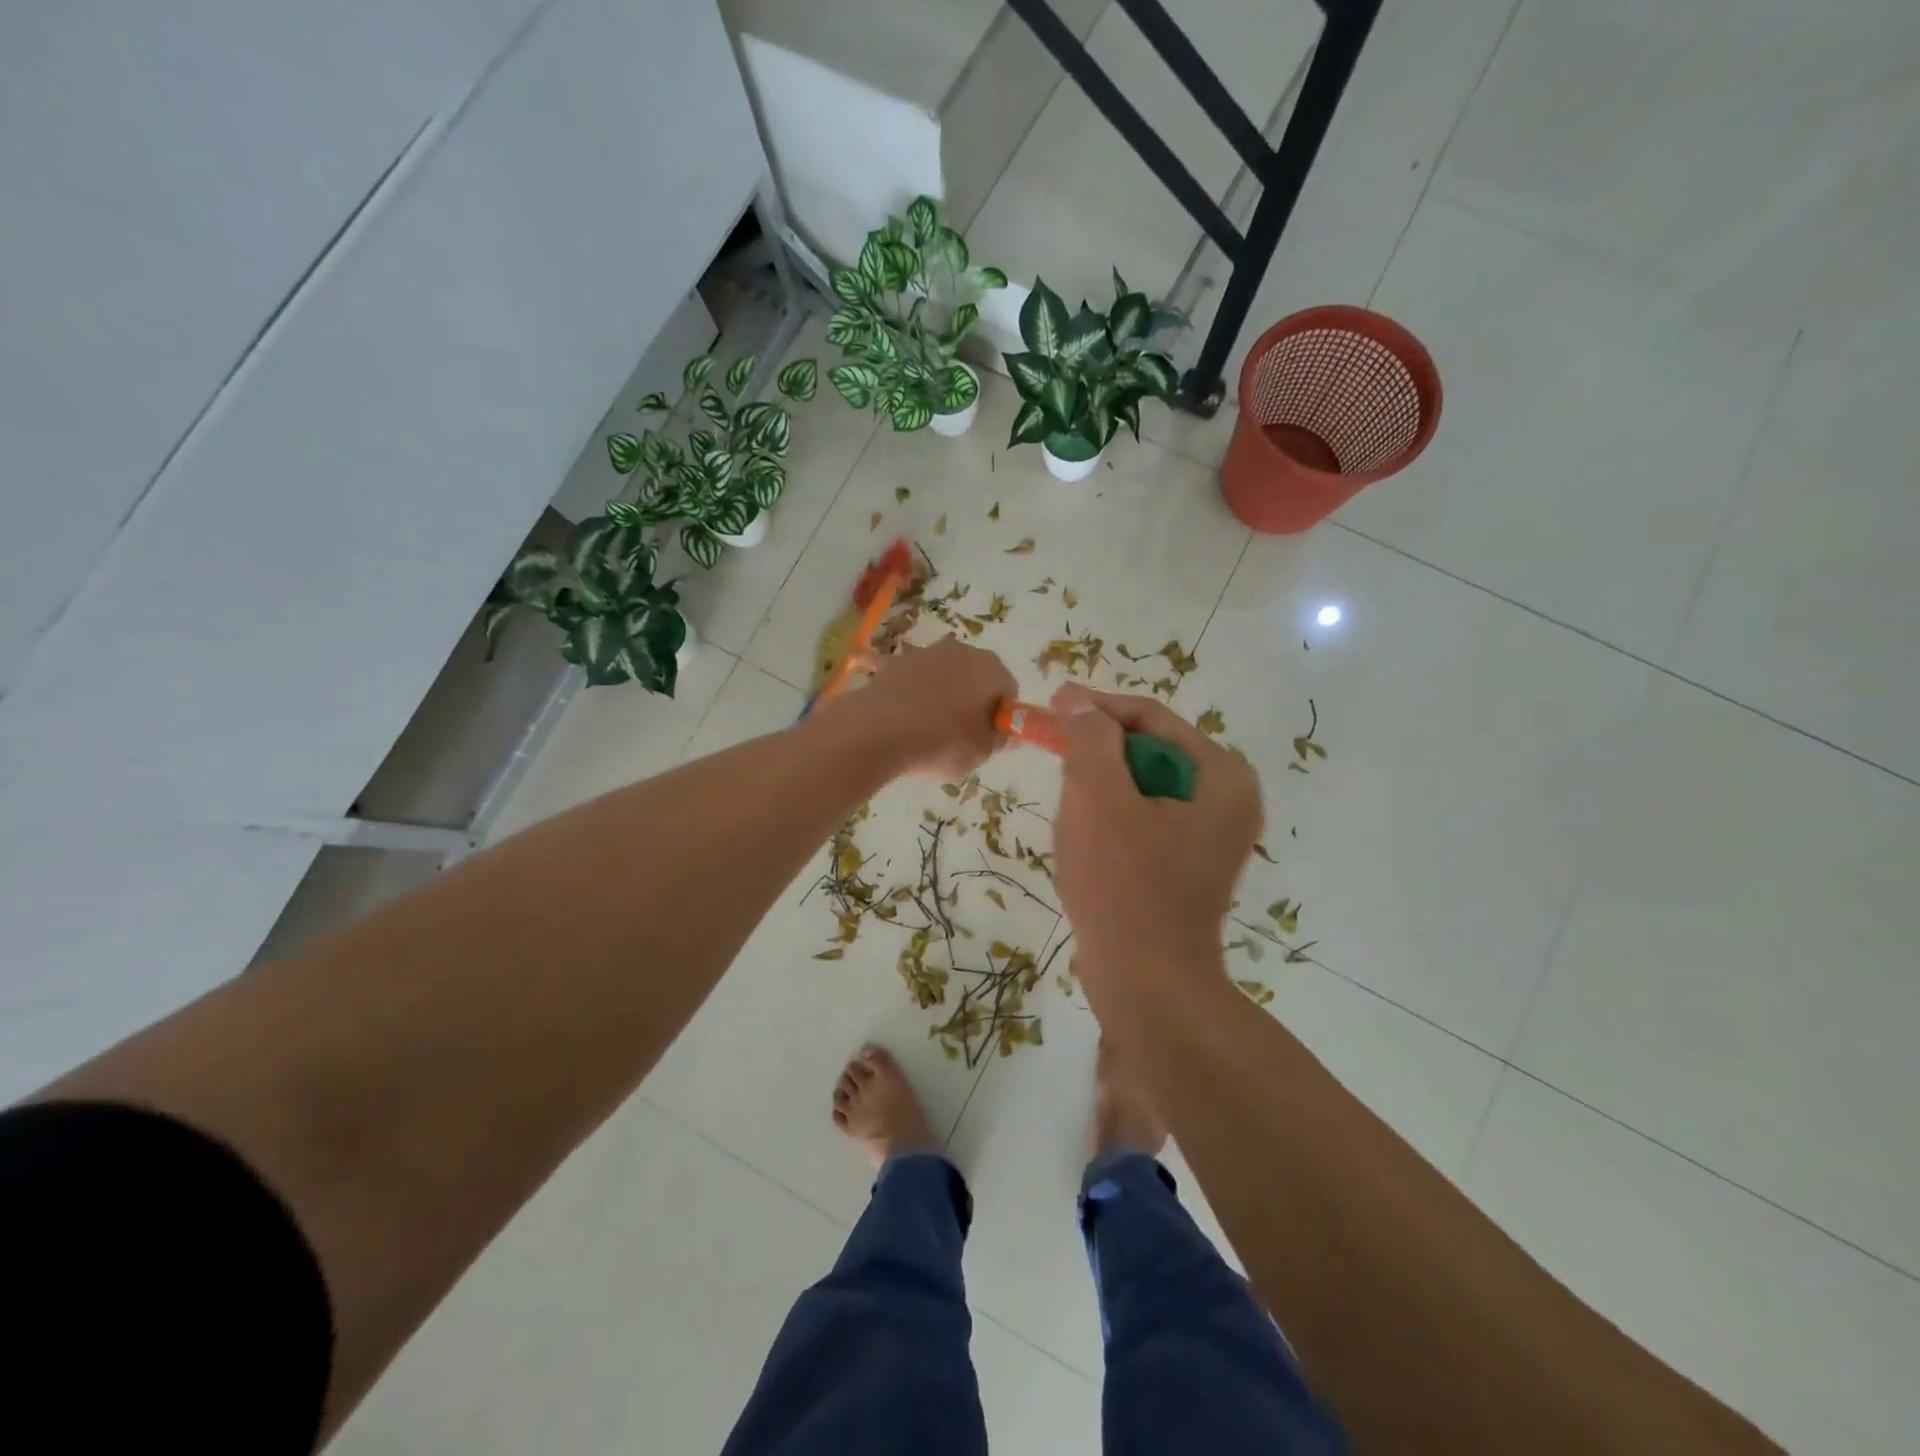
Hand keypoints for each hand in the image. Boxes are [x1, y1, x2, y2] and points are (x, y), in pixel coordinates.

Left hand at [838, 636, 1015, 781]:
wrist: (878, 731)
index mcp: (989, 668)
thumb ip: (1000, 740)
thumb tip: (1010, 734)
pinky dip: (908, 694)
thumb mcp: (980, 752)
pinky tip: (899, 717)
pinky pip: (909, 680)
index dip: (1001, 716)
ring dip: (940, 696)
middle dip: (971, 702)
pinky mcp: (893, 663)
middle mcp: (959, 651)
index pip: (1007, 690)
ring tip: (926, 731)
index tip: (988, 738)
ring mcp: (923, 653)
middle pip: (974, 678)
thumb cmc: (941, 741)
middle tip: (960, 737)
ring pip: (941, 677)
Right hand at [1050, 685, 1263, 1012]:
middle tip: (1056, 764)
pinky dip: (1110, 821)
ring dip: (1099, 791)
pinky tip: (1089, 847)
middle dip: (1097, 756)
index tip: (1049, 707)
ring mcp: (1210, 836)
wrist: (1146, 983)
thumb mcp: (1098, 797)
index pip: (1151, 718)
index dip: (1097, 708)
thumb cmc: (1123, 884)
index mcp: (1221, 776)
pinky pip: (1143, 820)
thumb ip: (1090, 738)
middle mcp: (1226, 800)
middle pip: (1148, 751)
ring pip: (1140, 787)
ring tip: (1071, 815)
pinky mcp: (1187, 865)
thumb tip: (1078, 701)